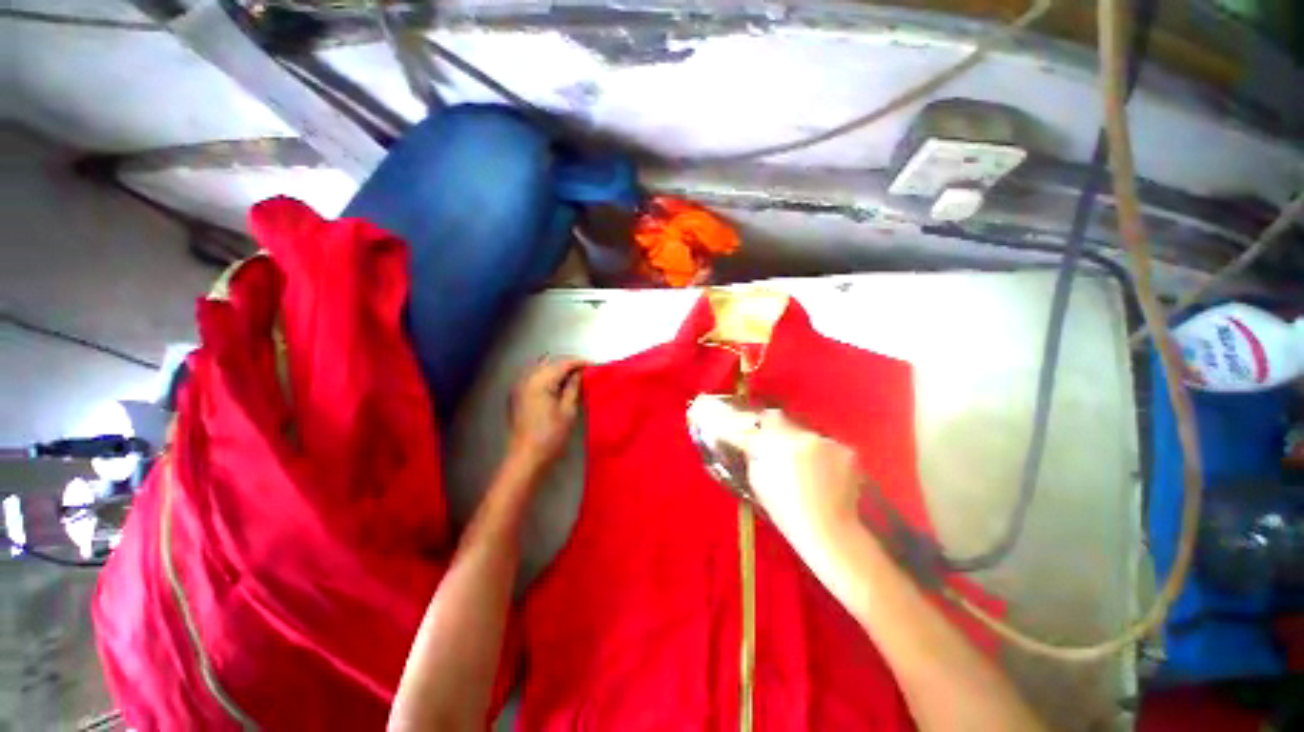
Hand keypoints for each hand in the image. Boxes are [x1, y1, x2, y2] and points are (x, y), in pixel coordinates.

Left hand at [506, 357, 584, 475]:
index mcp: (539, 381)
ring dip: (558, 372)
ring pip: (542, 370)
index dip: (579, 363)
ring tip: (575, 380)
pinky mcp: (517, 396)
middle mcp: (526, 379)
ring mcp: (519, 387)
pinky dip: (548, 379)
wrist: (526, 458)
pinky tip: (559, 388)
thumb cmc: (550, 436)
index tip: (594, 366)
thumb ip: (574, 387)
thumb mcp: (568, 410)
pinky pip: (535, 379)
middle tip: (586, 373)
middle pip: (551, 364)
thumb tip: (580, 373)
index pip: (562, 363)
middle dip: (568, 366)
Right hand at [691, 397, 861, 560]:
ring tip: (804, 465)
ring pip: (805, 432)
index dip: (749, 421)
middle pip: (782, 420)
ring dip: (800, 442)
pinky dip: (822, 454)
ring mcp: (828, 442)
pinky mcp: (846, 450)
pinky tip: (824, 472)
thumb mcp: (759, 482)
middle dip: (776, 430)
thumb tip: (749, 439)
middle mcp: (803, 436)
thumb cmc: (786, 511)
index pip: (759, 421)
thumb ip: (753, 454)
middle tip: (775, 445)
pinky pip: (826, 444)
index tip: (741, 421)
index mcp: (777, 445)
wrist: (830, 531)